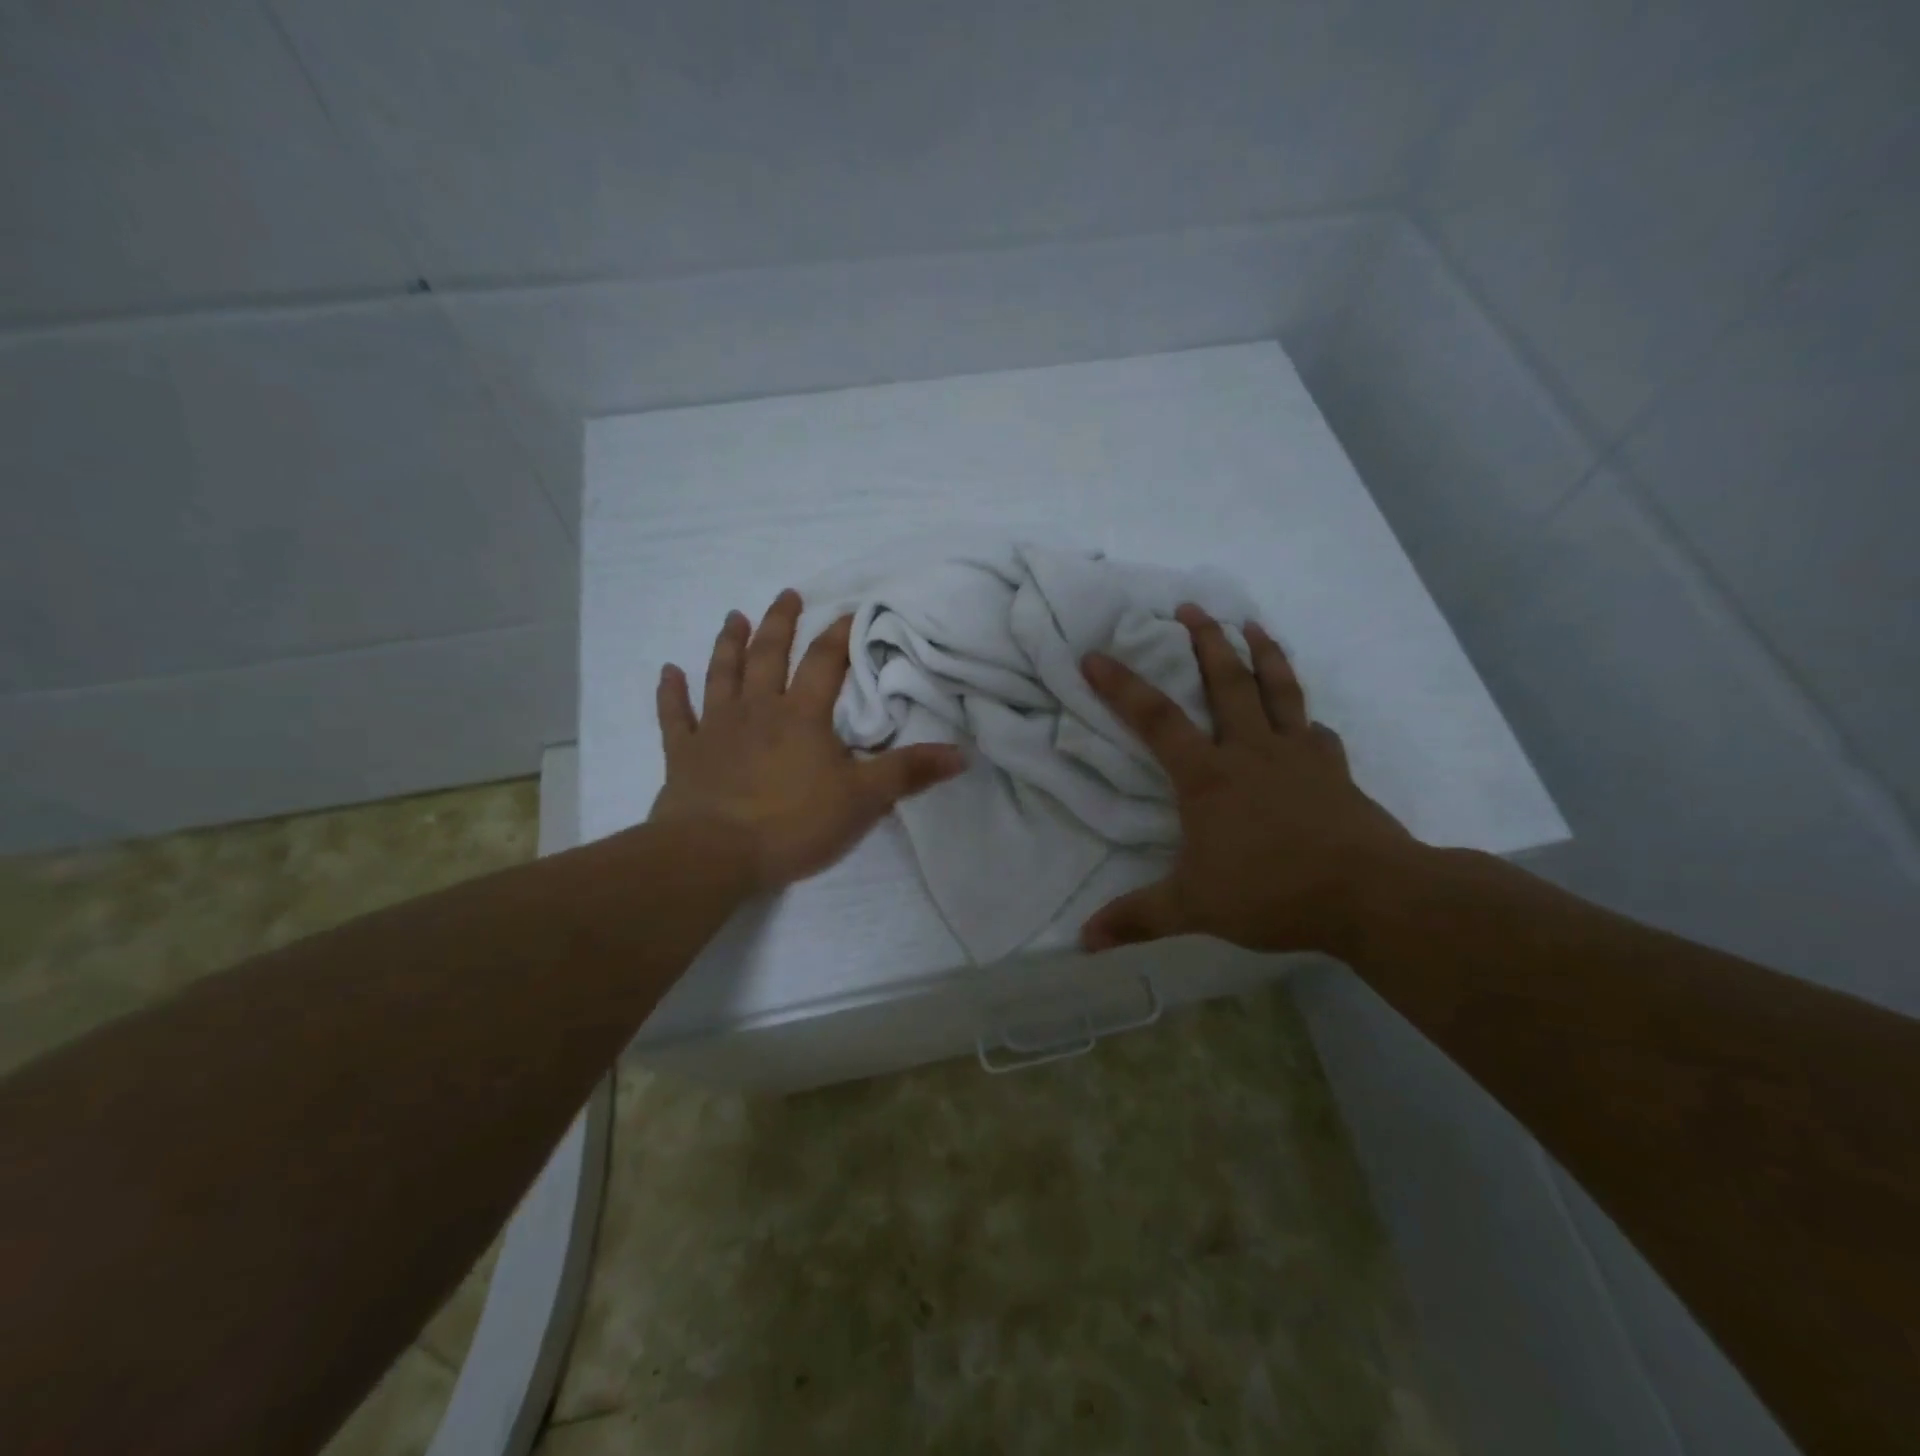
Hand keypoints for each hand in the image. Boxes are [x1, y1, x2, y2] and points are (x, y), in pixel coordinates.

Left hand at [650, 590, 965, 891]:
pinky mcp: (684, 754)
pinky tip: (668, 671)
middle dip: (780, 623)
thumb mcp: (863, 800)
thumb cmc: (792, 823)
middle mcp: (757, 710)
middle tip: (786, 595)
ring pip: (722, 674)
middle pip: (769, 656)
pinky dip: (671, 692)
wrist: (713, 854)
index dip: (839, 635)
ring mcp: (715, 728)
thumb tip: (962, 753)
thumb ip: (909, 773)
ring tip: (734, 617)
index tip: (848, 610)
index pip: (825, 663)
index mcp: (802, 716)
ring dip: (728, 644)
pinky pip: (675, 716)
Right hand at [1079, 605, 1415, 955]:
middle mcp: (1250, 752)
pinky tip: (1307, 721)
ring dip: (1263, 655)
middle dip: (1205, 641)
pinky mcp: (1334, 771)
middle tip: (1191, 607)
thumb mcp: (1193, 908)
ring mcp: (1298, 757)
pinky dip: (1306, 720)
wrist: (1369, 895)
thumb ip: (1137, 919)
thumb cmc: (1272, 892)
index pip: (1155, 720)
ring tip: (1252, 625)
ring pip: (1279, 691)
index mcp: (1208, 776)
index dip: (1122, 685)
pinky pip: (1317, 733)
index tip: (1095, 654)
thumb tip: (1083, 942)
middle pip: (1226, 683)